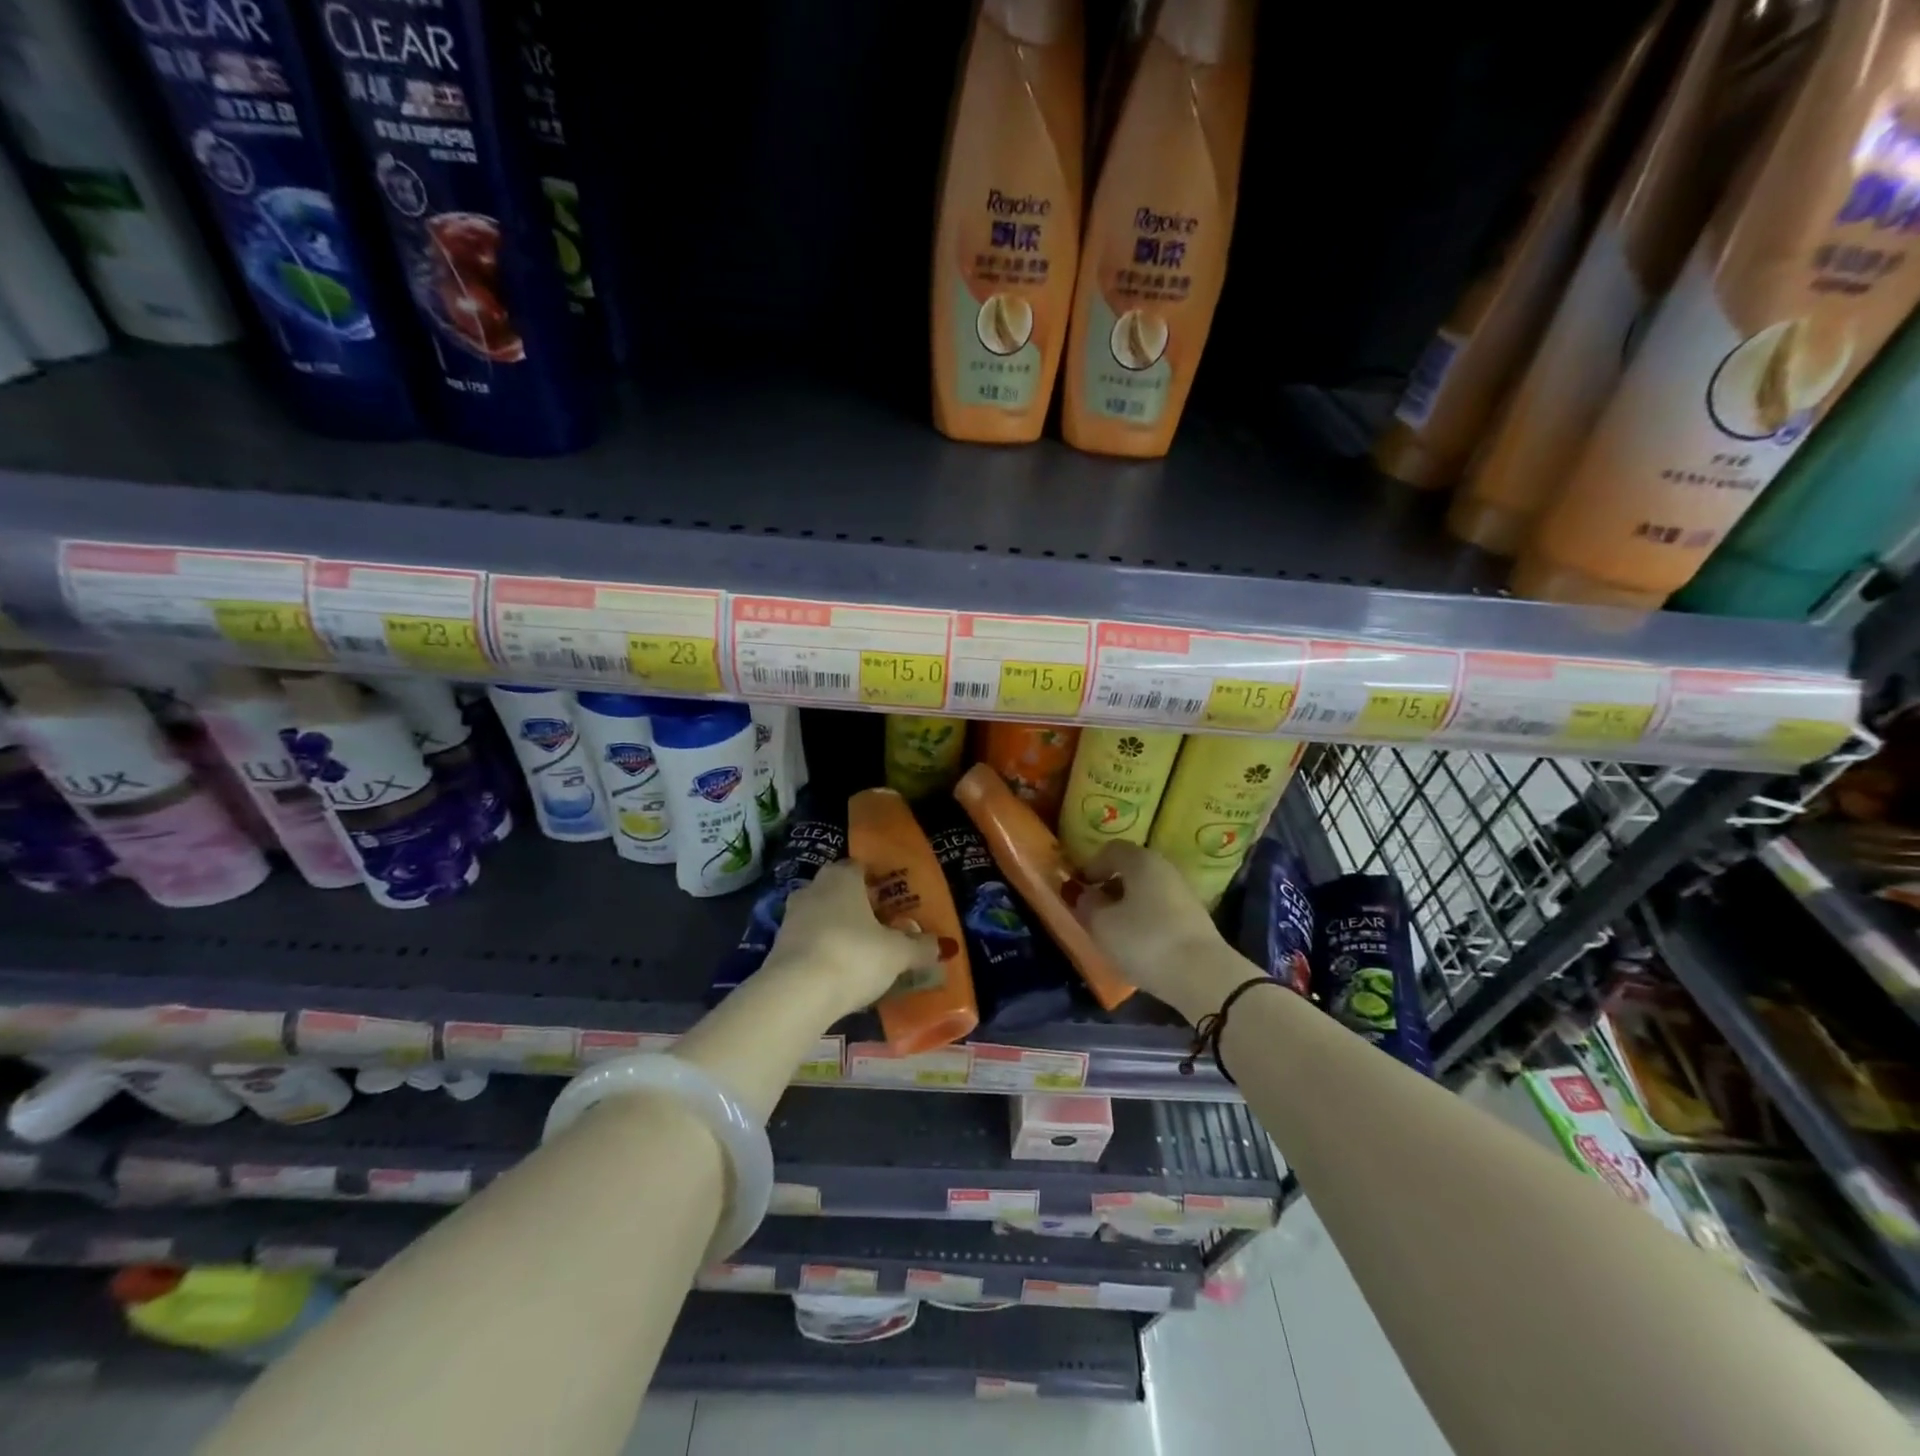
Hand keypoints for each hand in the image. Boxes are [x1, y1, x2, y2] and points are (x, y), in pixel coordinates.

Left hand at [763, 859, 938, 1018]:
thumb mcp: (897, 954)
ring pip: (821, 916)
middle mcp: (814, 888)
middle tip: (879, 926)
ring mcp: (791, 917)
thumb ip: (919, 947)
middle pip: (838, 890)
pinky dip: (822, 950)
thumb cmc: (855, 955)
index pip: (859, 867)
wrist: (797, 993)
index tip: (891, 900)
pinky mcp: (778, 946)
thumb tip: (941, 945)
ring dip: (837, 929)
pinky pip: (808, 941)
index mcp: (843, 877)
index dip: (876, 882)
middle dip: (856, 905)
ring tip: (860, 952)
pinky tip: (837, 971)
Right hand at [1072, 842, 1241, 1023]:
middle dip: (1108, 886)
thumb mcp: (1102, 924)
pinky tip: (1137, 943)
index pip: (1111, 850)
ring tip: (1112, 930)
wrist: (1204, 977)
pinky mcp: (1194, 918)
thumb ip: (1086, 904)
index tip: (1078, 889)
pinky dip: (1144, 919)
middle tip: (1092, 909)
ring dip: (1126, 904)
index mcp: (1141, 860)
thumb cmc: (1145, 941)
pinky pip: (1159, 909)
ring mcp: (1183, 893)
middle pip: (1130, 869)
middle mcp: (1165, 868)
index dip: (1090, 866)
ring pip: (1145, 890)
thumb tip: (1083, 894)